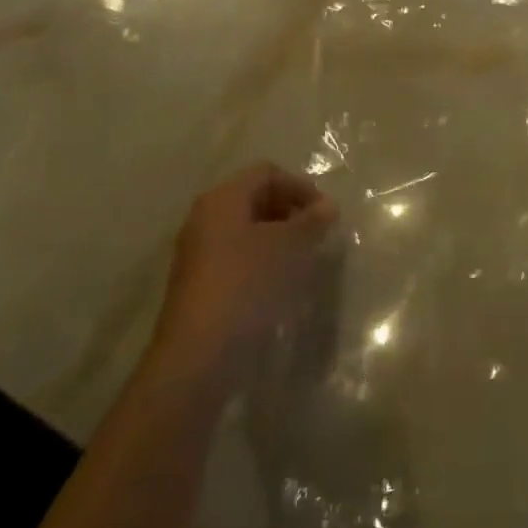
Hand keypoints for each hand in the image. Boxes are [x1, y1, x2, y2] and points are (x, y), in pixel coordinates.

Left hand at [150, 162, 337, 384]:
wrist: (199, 354)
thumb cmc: (247, 284)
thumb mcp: (289, 246)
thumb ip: (312, 221)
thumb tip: (328, 207)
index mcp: (222, 199)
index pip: (268, 173)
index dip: (301, 187)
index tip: (326, 214)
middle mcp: (205, 217)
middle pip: (256, 198)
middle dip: (291, 211)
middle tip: (317, 234)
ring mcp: (199, 252)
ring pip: (248, 229)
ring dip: (279, 237)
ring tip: (304, 260)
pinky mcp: (200, 283)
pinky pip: (238, 256)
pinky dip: (263, 260)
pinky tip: (281, 283)